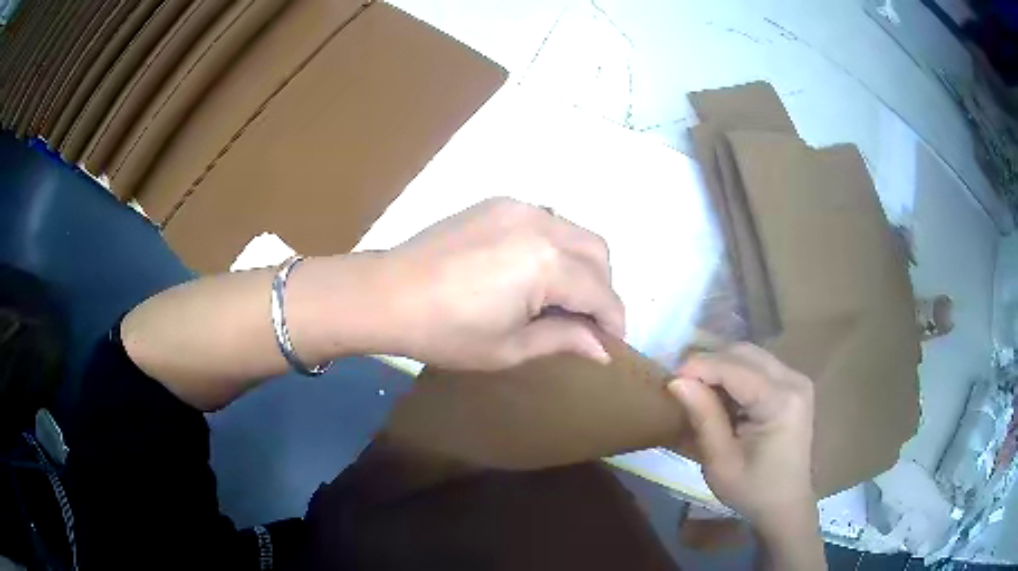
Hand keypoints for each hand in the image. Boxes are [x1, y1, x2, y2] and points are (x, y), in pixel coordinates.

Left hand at [375, 198, 624, 369]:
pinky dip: (554, 246)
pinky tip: (532, 271)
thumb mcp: (509, 347)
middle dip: (602, 288)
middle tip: (585, 322)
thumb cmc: (446, 331)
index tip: (612, 343)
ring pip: (574, 231)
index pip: (601, 292)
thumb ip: (564, 339)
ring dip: (581, 264)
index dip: (613, 320)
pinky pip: (545, 220)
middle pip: (597, 252)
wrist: (386, 295)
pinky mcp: (497, 203)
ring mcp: (518, 207)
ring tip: (560, 298)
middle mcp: (541, 223)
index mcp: (547, 263)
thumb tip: (602, 348)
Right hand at [667, 344, 815, 525]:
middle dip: (709, 361)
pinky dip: (734, 373)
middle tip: (680, 382)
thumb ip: (703, 417)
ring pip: (750, 355)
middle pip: (744, 353)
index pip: (734, 368)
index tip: (668, 377)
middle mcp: (793, 380)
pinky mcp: (793, 385)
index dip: (699, 366)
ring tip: (696, 387)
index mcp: (780, 401)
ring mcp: (796, 380)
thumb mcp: (720, 462)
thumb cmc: (752, 490)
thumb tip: (676, 380)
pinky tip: (720, 394)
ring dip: (721, 365)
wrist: (785, 504)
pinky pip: (758, 366)